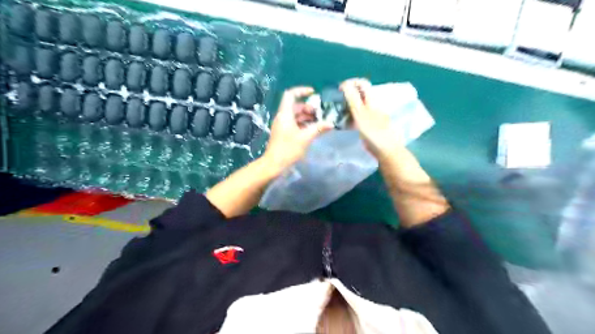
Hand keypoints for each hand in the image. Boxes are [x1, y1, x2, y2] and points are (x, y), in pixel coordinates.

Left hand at [262, 87, 332, 170]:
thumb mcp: (305, 138)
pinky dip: (303, 124)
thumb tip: (331, 123)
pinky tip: (312, 130)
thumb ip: (318, 128)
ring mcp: (282, 125)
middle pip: (295, 106)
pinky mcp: (283, 133)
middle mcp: (282, 117)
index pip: (290, 95)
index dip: (302, 91)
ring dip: (307, 117)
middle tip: (320, 114)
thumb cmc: (288, 149)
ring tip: (319, 122)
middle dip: (308, 107)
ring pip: (295, 115)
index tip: (314, 93)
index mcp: (285, 114)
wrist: (273, 165)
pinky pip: (294, 123)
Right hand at [339, 79, 404, 160]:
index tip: (339, 90)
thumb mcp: (360, 114)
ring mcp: (374, 116)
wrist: (387, 151)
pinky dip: (351, 117)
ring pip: (359, 106)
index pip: (362, 84)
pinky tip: (346, 124)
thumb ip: (353, 99)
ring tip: (338, 113)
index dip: (351, 83)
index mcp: (372, 101)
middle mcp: (374, 106)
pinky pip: (360, 117)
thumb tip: (346, 85)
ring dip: (348, 106)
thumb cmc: (373, 132)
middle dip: (348, 95)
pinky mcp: (372, 126)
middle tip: (337, 102)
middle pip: (361, 94)